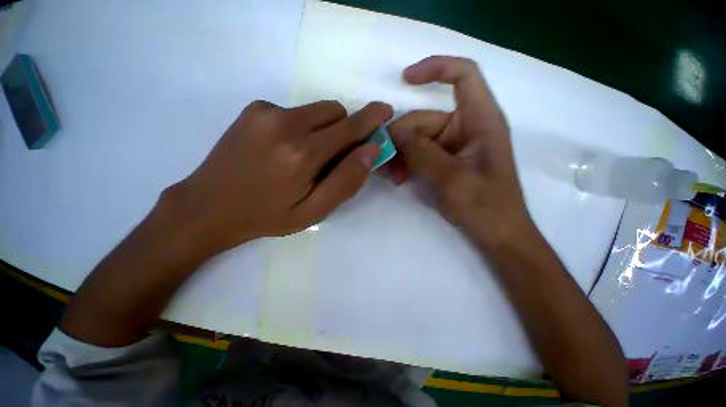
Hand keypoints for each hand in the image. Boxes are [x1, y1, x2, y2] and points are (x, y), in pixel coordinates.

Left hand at [166, 100, 392, 255]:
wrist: (209, 207)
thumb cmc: (267, 216)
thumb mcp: (314, 211)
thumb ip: (345, 181)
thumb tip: (371, 151)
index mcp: (302, 155)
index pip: (349, 128)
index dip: (371, 119)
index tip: (386, 111)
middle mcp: (285, 124)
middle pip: (336, 113)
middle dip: (347, 129)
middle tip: (336, 156)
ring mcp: (266, 112)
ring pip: (318, 110)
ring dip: (325, 129)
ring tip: (308, 156)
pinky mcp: (255, 109)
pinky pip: (296, 111)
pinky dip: (304, 127)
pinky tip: (286, 149)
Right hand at [388, 56, 528, 243]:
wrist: (497, 233)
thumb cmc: (486, 207)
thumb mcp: (453, 179)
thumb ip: (423, 153)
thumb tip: (395, 133)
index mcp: (481, 121)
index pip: (463, 76)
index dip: (436, 69)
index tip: (405, 80)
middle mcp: (466, 128)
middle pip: (425, 119)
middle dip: (402, 137)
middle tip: (384, 160)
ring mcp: (453, 146)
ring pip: (418, 139)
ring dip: (400, 154)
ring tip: (389, 175)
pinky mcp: (444, 161)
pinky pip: (419, 154)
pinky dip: (406, 163)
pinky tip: (397, 178)